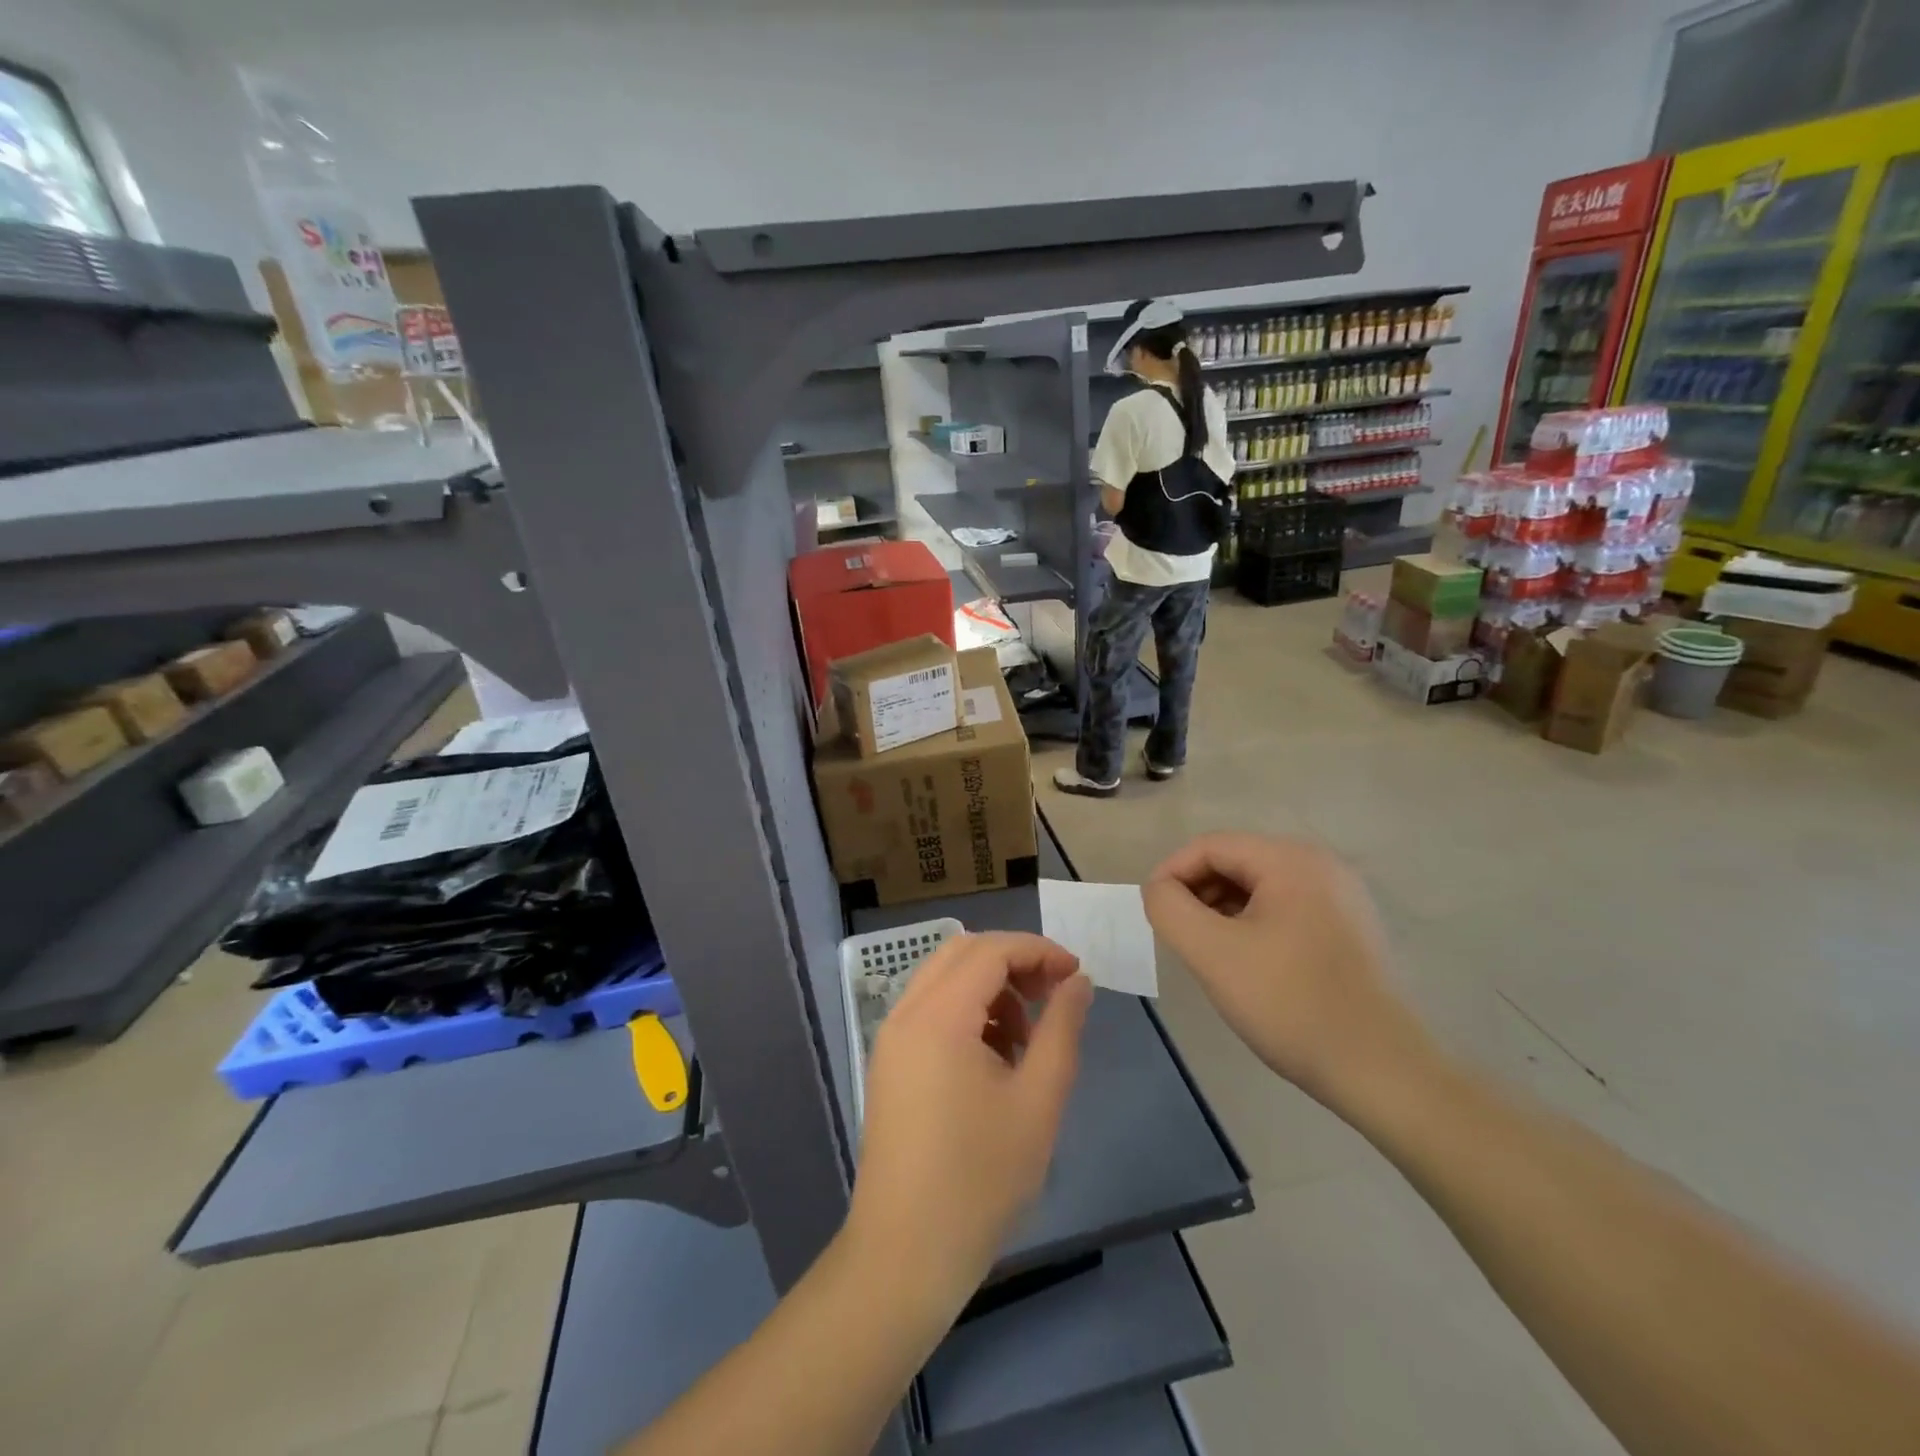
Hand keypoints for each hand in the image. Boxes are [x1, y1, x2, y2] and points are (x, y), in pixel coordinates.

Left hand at [846, 932, 1092, 1310]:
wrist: (906, 1254)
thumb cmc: (980, 1179)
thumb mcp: (1038, 1100)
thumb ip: (1062, 1028)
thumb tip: (1078, 981)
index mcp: (938, 1016)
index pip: (991, 950)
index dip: (1038, 951)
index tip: (1076, 975)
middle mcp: (906, 1013)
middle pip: (963, 953)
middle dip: (1013, 962)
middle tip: (1053, 996)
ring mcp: (891, 1038)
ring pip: (944, 979)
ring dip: (990, 988)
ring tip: (1027, 1040)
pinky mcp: (889, 1063)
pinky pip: (930, 1010)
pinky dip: (967, 1012)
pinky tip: (995, 1060)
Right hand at [1142, 833, 1429, 1106]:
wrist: (1380, 1070)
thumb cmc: (1290, 1003)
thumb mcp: (1212, 953)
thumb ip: (1170, 908)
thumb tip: (1159, 889)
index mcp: (1291, 860)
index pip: (1210, 846)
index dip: (1171, 874)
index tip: (1153, 914)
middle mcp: (1320, 866)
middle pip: (1235, 862)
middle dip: (1197, 894)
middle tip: (1180, 938)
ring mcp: (1340, 897)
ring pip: (1258, 887)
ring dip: (1222, 911)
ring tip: (1208, 954)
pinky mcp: (1348, 928)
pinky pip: (1284, 909)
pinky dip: (1252, 925)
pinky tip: (1246, 964)